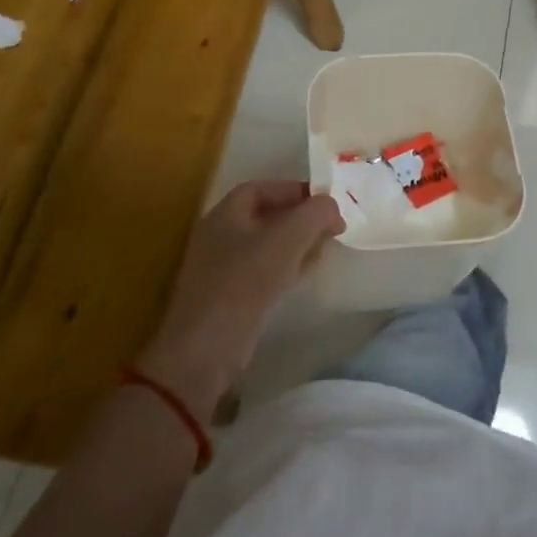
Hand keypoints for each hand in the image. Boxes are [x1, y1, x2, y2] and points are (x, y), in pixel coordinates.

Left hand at [135, 181, 343, 413]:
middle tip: (331, 230)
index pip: (264, 188)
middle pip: (267, 216)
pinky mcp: (228, 297)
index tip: (326, 204)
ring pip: (267, 246)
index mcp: (226, 213)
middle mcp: (220, 235)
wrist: (206, 348)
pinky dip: (285, 268)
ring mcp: (222, 268)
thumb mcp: (289, 237)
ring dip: (297, 245)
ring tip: (324, 252)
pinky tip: (304, 276)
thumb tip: (331, 207)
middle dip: (301, 220)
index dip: (296, 191)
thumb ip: (316, 213)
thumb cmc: (246, 280)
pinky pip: (262, 272)